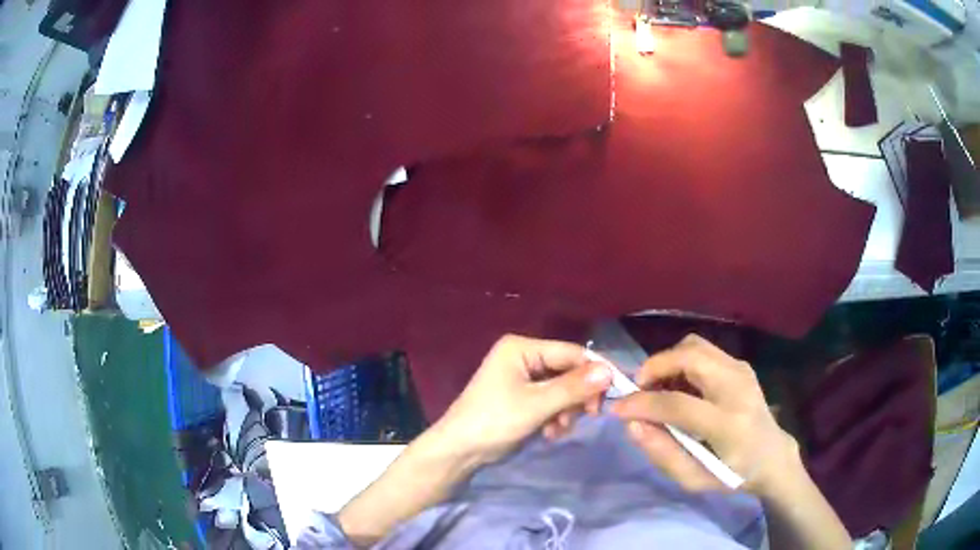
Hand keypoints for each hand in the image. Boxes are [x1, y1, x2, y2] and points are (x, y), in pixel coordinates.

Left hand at [433, 334, 612, 465]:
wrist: (460, 451)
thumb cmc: (494, 421)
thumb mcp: (536, 405)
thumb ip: (573, 388)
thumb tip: (609, 371)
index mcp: (522, 348)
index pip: (571, 352)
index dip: (595, 371)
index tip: (614, 393)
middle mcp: (524, 357)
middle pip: (568, 371)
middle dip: (576, 397)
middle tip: (587, 416)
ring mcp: (523, 378)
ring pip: (563, 389)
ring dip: (567, 411)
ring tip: (557, 430)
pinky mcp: (523, 397)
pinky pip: (552, 402)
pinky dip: (556, 417)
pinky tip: (550, 433)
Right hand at [610, 335, 798, 494]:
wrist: (772, 455)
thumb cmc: (732, 474)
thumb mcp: (694, 479)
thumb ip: (662, 453)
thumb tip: (632, 424)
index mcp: (729, 424)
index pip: (678, 404)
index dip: (642, 404)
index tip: (617, 409)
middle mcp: (738, 387)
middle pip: (690, 355)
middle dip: (655, 365)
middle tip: (639, 389)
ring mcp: (742, 370)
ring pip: (695, 345)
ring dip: (668, 361)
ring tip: (658, 388)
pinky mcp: (741, 364)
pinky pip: (703, 351)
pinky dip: (681, 362)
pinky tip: (679, 386)